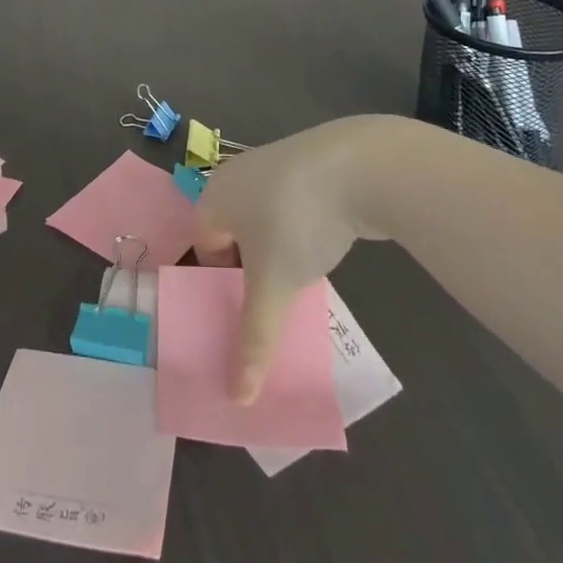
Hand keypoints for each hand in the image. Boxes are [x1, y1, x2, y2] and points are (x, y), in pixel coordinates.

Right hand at [195, 116, 389, 402]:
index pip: (204, 246)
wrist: (358, 164)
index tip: (248, 308)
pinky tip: (325, 243)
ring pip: (265, 218)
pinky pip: (292, 203)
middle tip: (273, 298)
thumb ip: (254, 340)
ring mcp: (274, 163)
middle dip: (249, 267)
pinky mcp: (308, 162)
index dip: (221, 282)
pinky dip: (301, 226)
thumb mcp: (274, 286)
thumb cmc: (296, 221)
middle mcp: (237, 175)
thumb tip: (237, 399)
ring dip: (277, 248)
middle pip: (233, 231)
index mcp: (214, 197)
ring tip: (301, 277)